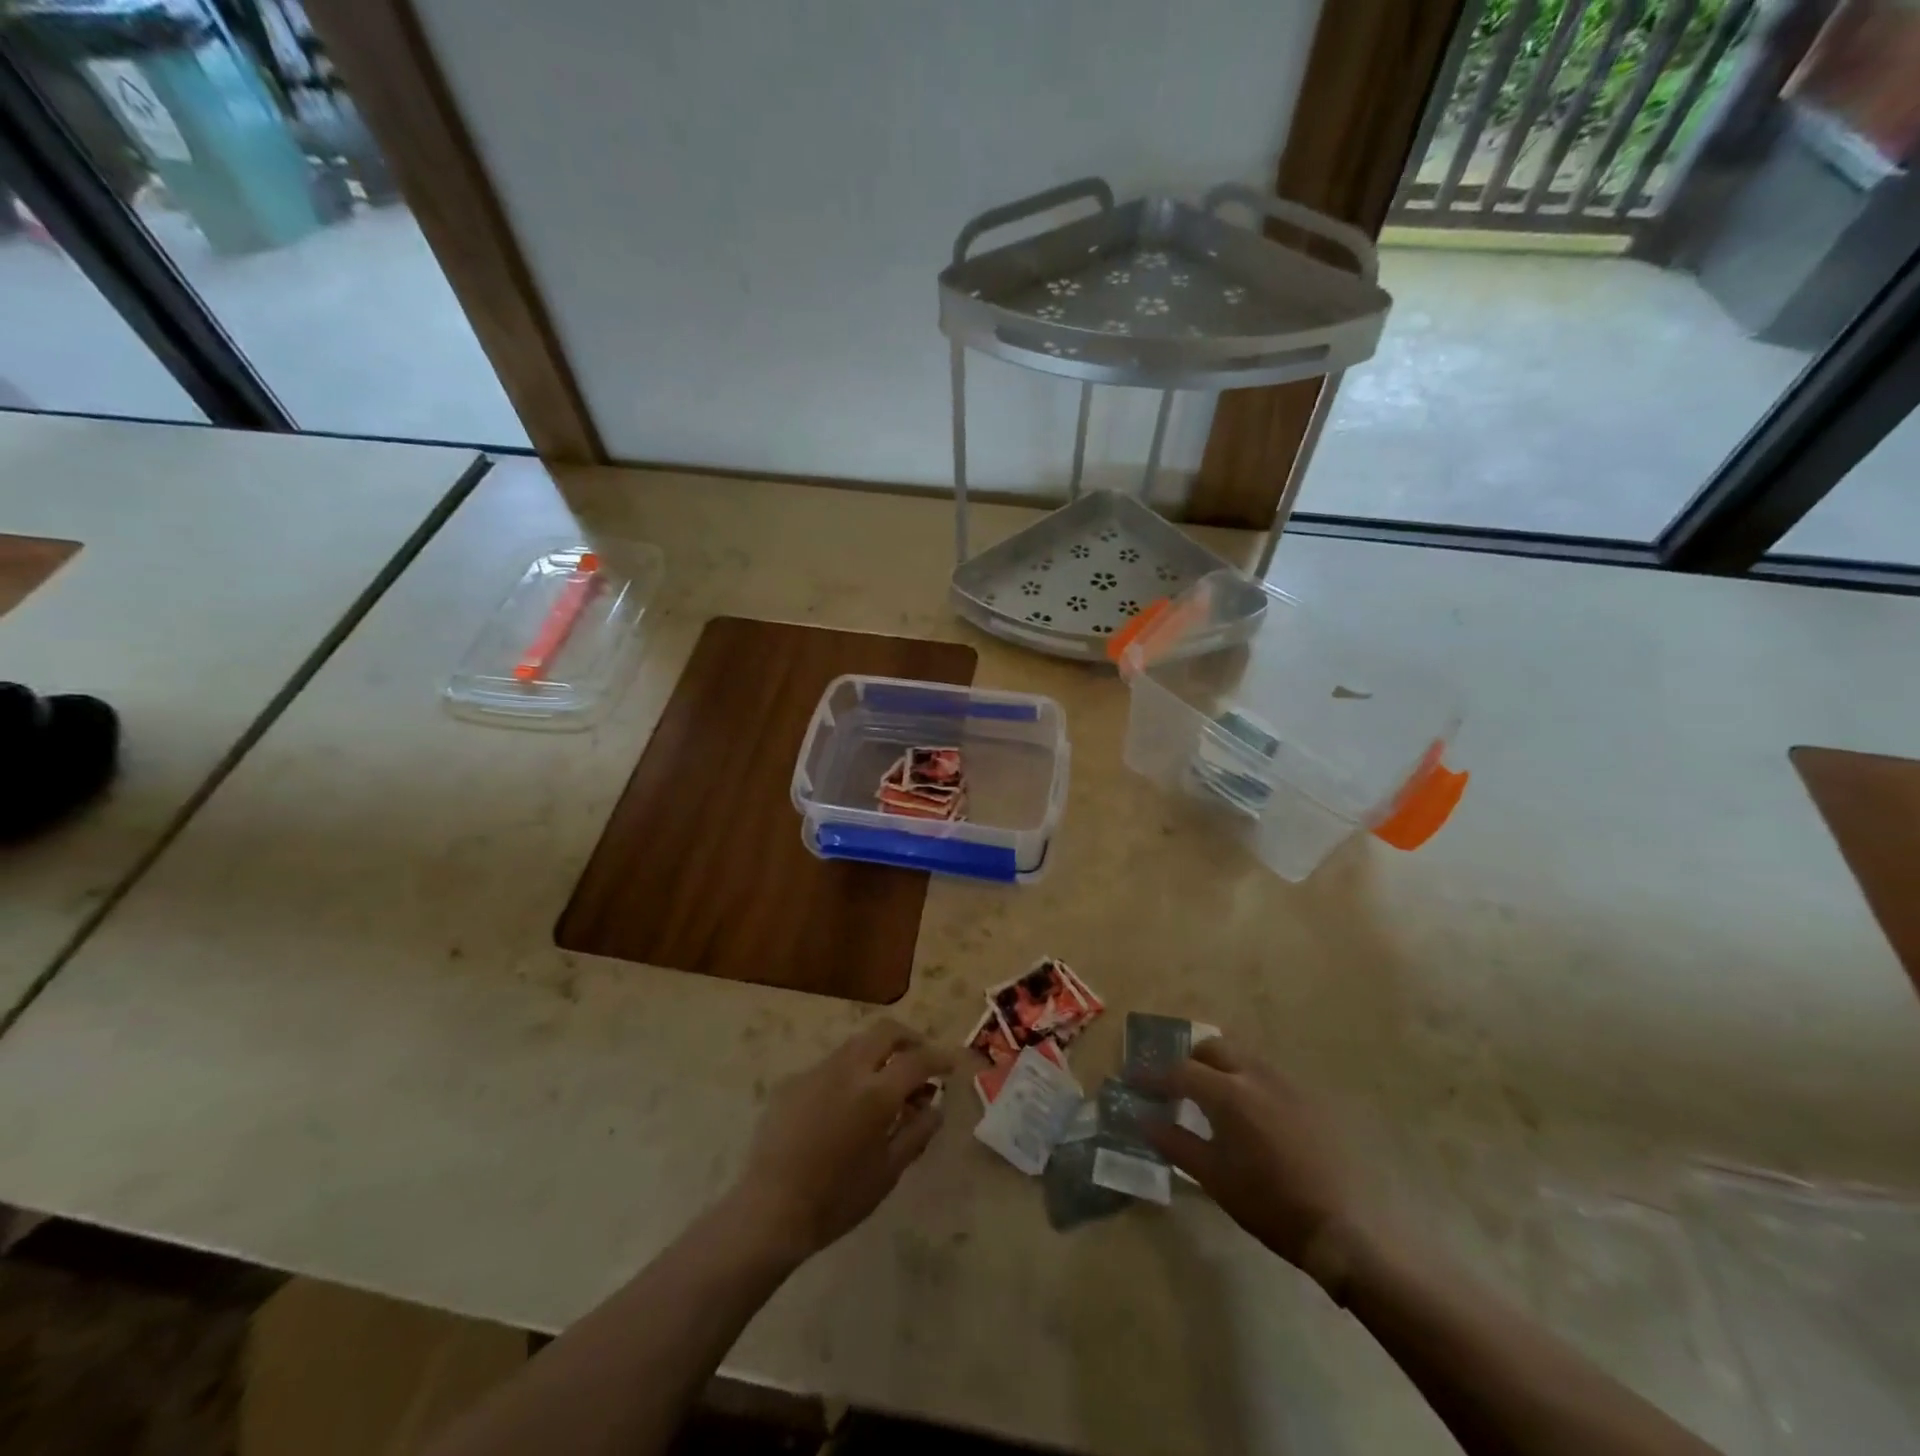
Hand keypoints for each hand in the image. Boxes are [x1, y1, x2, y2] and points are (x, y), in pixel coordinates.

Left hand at [730, 1019, 956, 1262]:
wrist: (770, 1210)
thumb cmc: (837, 1198)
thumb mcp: (888, 1172)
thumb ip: (917, 1132)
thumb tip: (936, 1106)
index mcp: (875, 1093)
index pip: (918, 1059)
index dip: (940, 1058)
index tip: (952, 1065)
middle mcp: (847, 1069)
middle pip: (885, 1031)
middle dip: (909, 1038)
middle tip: (920, 1061)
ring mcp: (816, 1071)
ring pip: (857, 1044)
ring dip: (878, 1054)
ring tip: (885, 1085)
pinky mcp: (793, 1081)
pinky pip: (830, 1066)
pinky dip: (849, 1074)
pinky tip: (845, 1107)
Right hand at [1143, 1037, 1369, 1290]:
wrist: (1345, 1228)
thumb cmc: (1270, 1204)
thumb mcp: (1214, 1178)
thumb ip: (1175, 1143)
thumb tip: (1143, 1119)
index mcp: (1228, 1093)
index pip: (1179, 1071)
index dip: (1153, 1076)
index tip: (1134, 1082)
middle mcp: (1255, 1075)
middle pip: (1212, 1048)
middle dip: (1189, 1061)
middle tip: (1175, 1087)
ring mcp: (1286, 1084)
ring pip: (1242, 1058)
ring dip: (1219, 1068)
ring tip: (1210, 1099)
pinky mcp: (1309, 1099)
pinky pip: (1266, 1076)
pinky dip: (1246, 1082)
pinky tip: (1249, 1115)